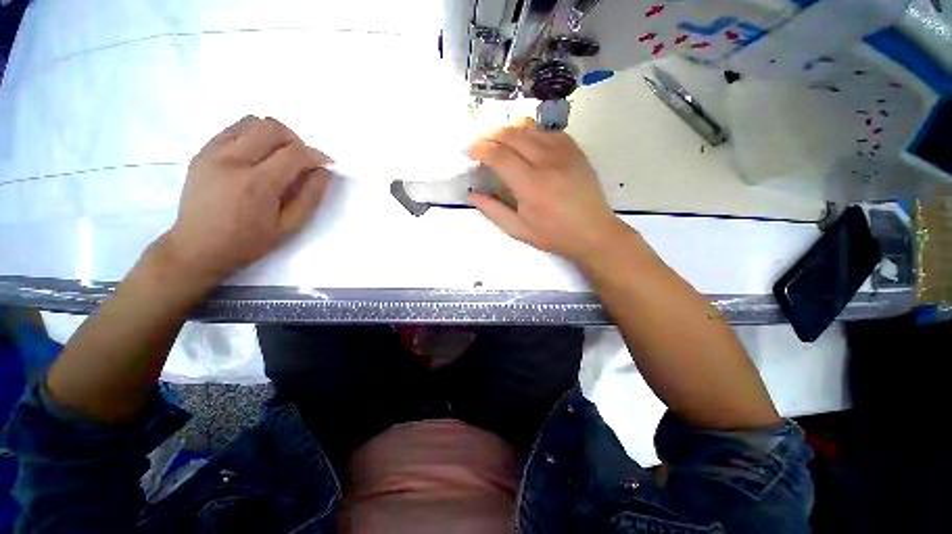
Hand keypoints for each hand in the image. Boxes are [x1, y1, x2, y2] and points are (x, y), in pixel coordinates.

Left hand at [162, 116, 333, 285]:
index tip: (327, 163)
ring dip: (273, 135)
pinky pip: (233, 129)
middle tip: (302, 160)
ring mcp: (212, 153)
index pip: (294, 153)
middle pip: (272, 127)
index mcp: (257, 184)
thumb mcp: (289, 226)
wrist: (197, 248)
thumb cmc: (248, 242)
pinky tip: (257, 157)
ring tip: (279, 156)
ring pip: (251, 122)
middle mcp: (232, 160)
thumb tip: (323, 172)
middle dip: (296, 140)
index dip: (316, 155)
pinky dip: (252, 136)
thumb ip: (309, 196)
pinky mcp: (202, 152)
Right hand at [467, 118, 623, 261]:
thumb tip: (472, 194)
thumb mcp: (518, 229)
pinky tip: (524, 141)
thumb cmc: (554, 235)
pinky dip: (529, 131)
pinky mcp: (574, 149)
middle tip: (480, 144)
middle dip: (490, 135)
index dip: (480, 149)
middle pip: (512, 135)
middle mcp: (547, 162)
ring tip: (497, 141)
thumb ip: (493, 210)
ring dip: (508, 130)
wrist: (593, 231)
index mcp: (531, 185)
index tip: (470, 151)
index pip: (499, 155)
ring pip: (529, 128)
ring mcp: (564, 152)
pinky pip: (547, 131)